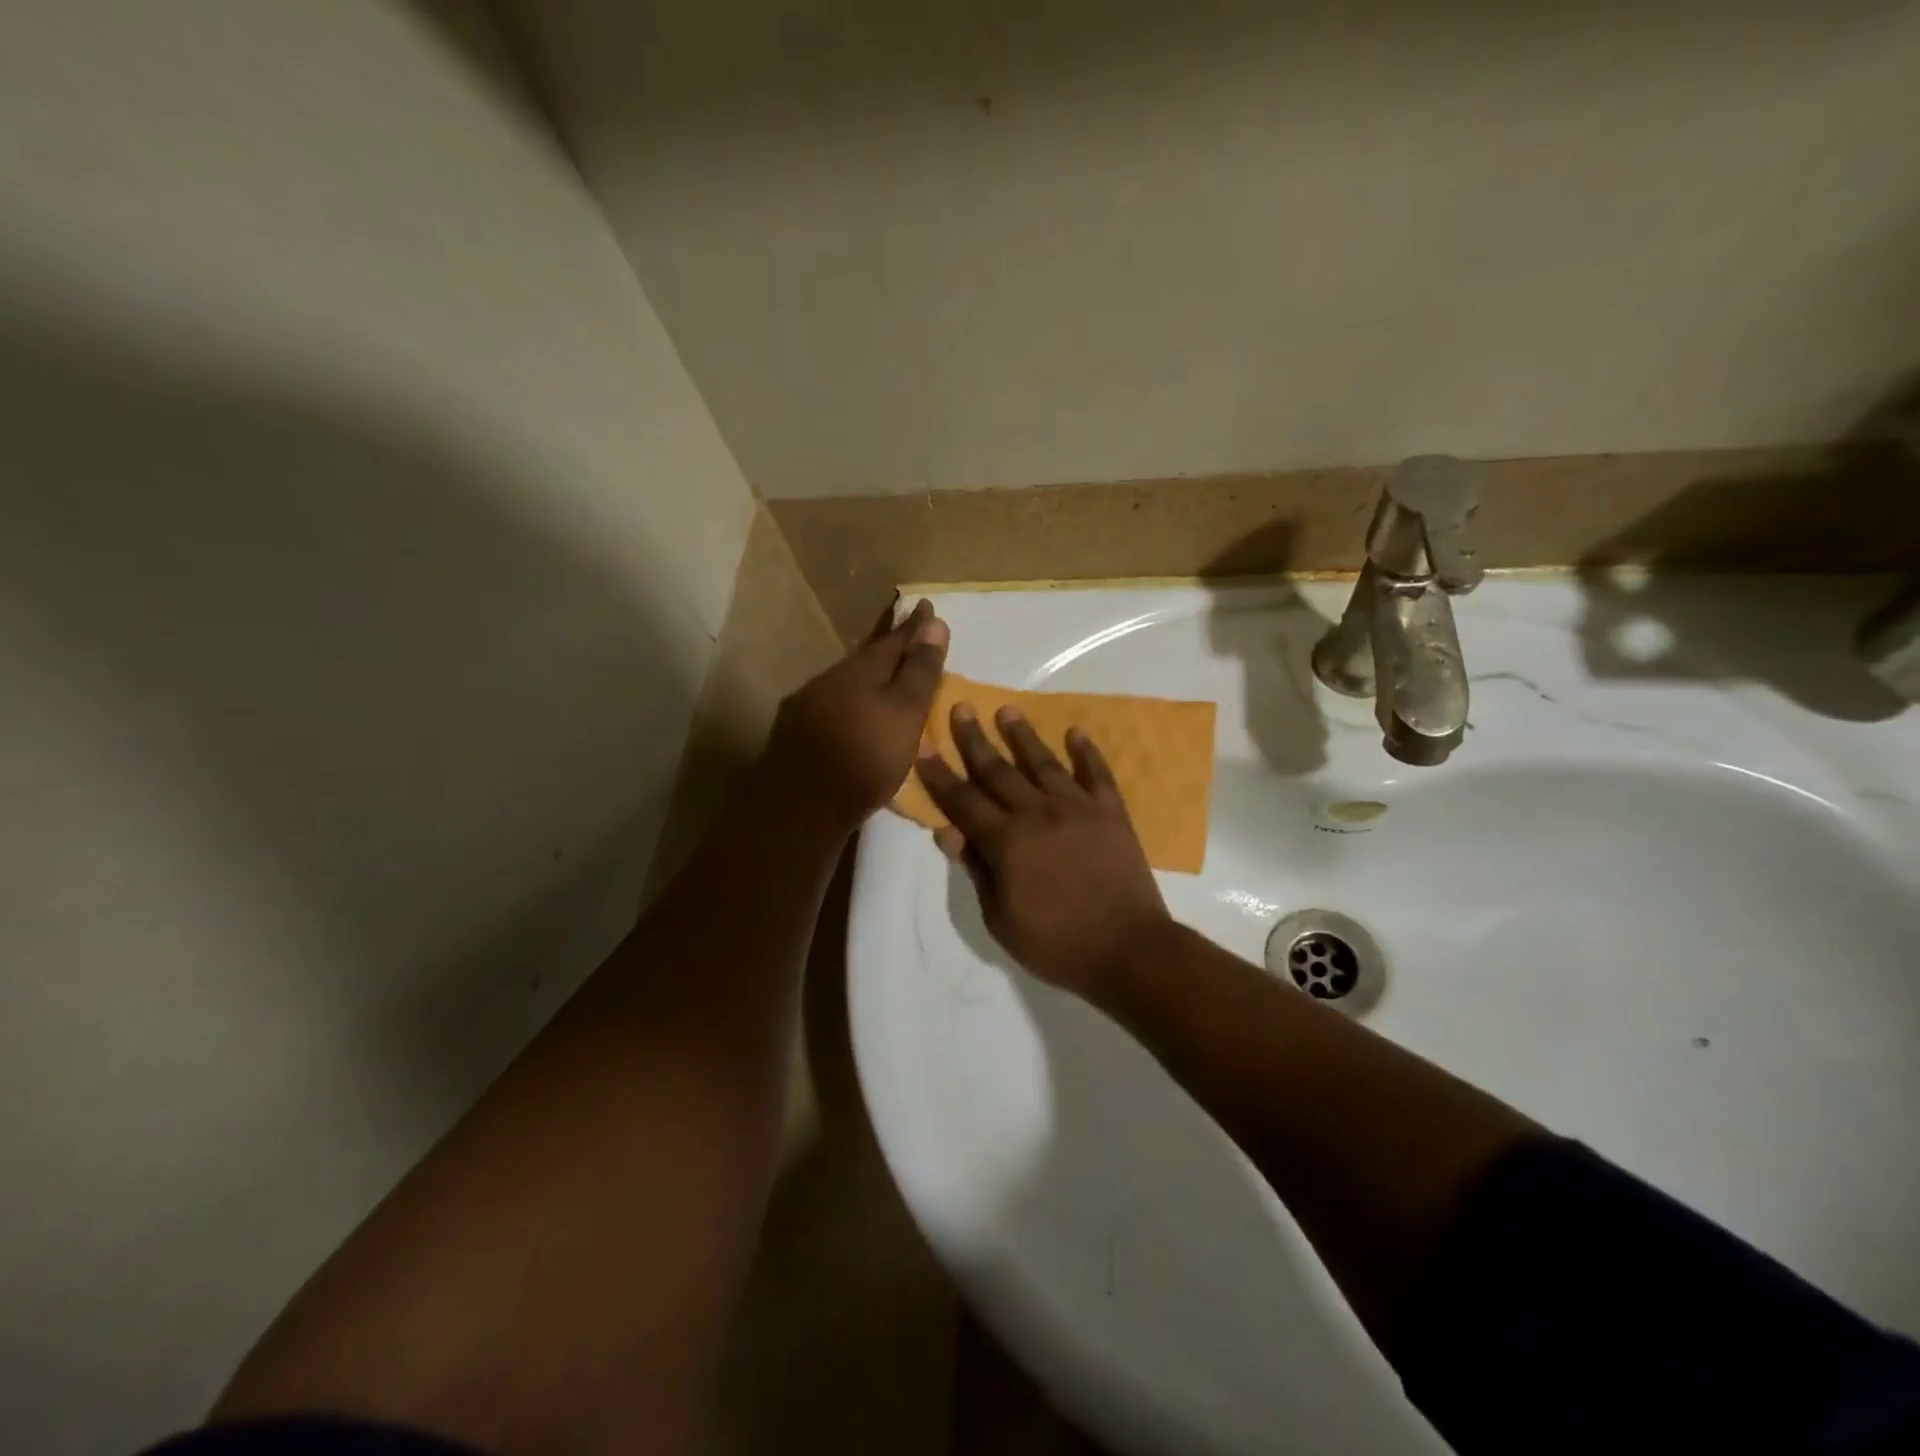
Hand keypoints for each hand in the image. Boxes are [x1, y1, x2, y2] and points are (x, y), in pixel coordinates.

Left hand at [762, 598, 949, 833]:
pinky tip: (854, 714)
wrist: (802, 805)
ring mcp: (809, 704)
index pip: (894, 638)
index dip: (913, 624)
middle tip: (906, 633)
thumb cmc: (865, 757)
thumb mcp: (905, 713)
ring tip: (885, 676)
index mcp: (862, 669)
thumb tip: (934, 623)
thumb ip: (919, 671)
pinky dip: (850, 702)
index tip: (926, 605)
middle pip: (867, 656)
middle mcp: (831, 678)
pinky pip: (832, 704)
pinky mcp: (796, 732)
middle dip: (888, 645)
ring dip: (867, 675)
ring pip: (846, 680)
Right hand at [916, 703, 1172, 997]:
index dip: (940, 774)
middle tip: (961, 708)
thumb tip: (948, 832)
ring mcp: (1078, 808)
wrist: (1128, 950)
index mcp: (1006, 841)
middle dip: (975, 739)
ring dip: (1023, 735)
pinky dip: (1086, 751)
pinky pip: (1097, 773)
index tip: (924, 745)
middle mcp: (1038, 813)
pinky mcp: (1111, 812)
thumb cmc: (1056, 943)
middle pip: (998, 770)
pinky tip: (1075, 732)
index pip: (964, 800)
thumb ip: (977, 870)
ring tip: (1008, 710)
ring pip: (1043, 762)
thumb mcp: (1001, 919)